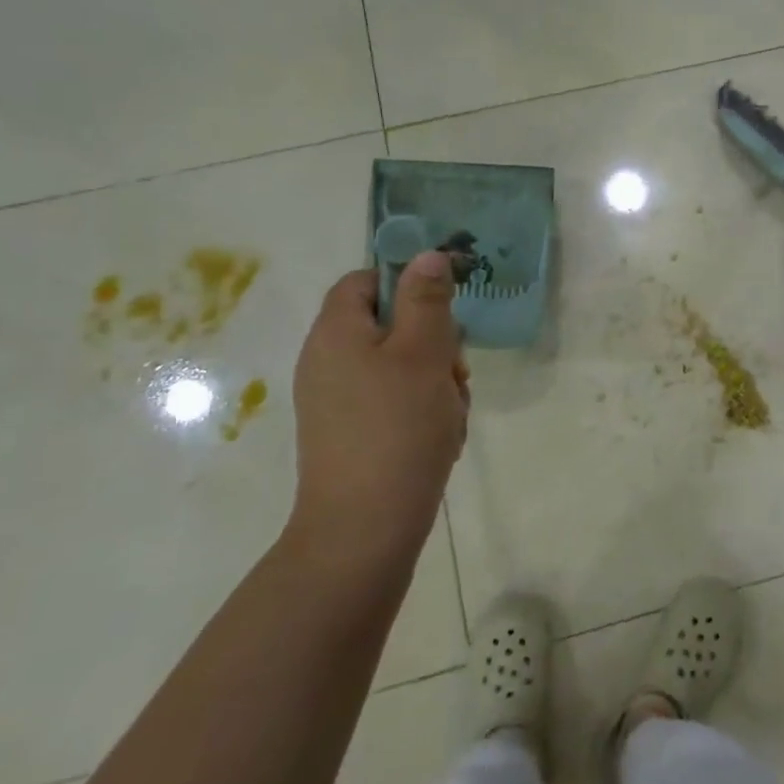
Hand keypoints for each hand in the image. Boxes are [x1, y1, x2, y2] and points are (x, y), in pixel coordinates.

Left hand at [286, 254, 469, 570]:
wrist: (364, 528)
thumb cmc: (398, 428)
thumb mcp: (423, 353)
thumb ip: (427, 299)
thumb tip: (427, 254)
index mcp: (336, 332)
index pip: (366, 280)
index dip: (408, 286)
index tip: (444, 315)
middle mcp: (328, 361)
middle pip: (389, 325)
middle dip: (434, 343)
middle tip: (455, 374)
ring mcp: (337, 401)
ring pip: (399, 367)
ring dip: (435, 381)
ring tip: (451, 414)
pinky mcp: (351, 434)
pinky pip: (393, 402)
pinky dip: (421, 411)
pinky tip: (440, 438)